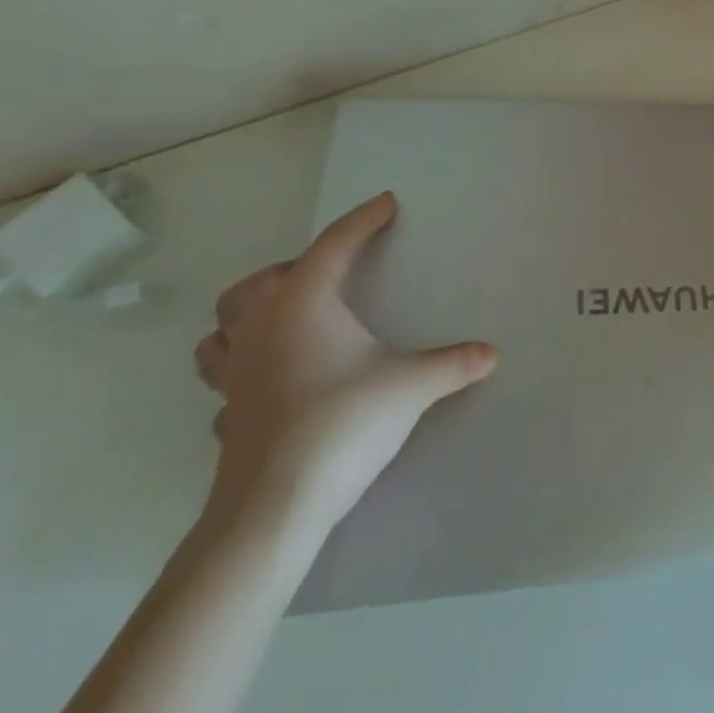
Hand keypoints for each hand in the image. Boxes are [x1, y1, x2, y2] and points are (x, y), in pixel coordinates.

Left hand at [193, 192, 497, 539]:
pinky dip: (243, 372)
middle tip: (329, 276)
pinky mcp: (226, 417)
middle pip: (258, 282)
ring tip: (283, 322)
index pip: (335, 244)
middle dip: (291, 269)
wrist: (274, 508)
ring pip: (221, 330)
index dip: (363, 220)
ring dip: (246, 318)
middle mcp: (261, 329)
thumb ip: (453, 364)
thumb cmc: (342, 424)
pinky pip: (224, 382)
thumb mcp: (411, 387)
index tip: (386, 204)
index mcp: (302, 305)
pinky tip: (269, 385)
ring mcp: (234, 376)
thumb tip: (492, 353)